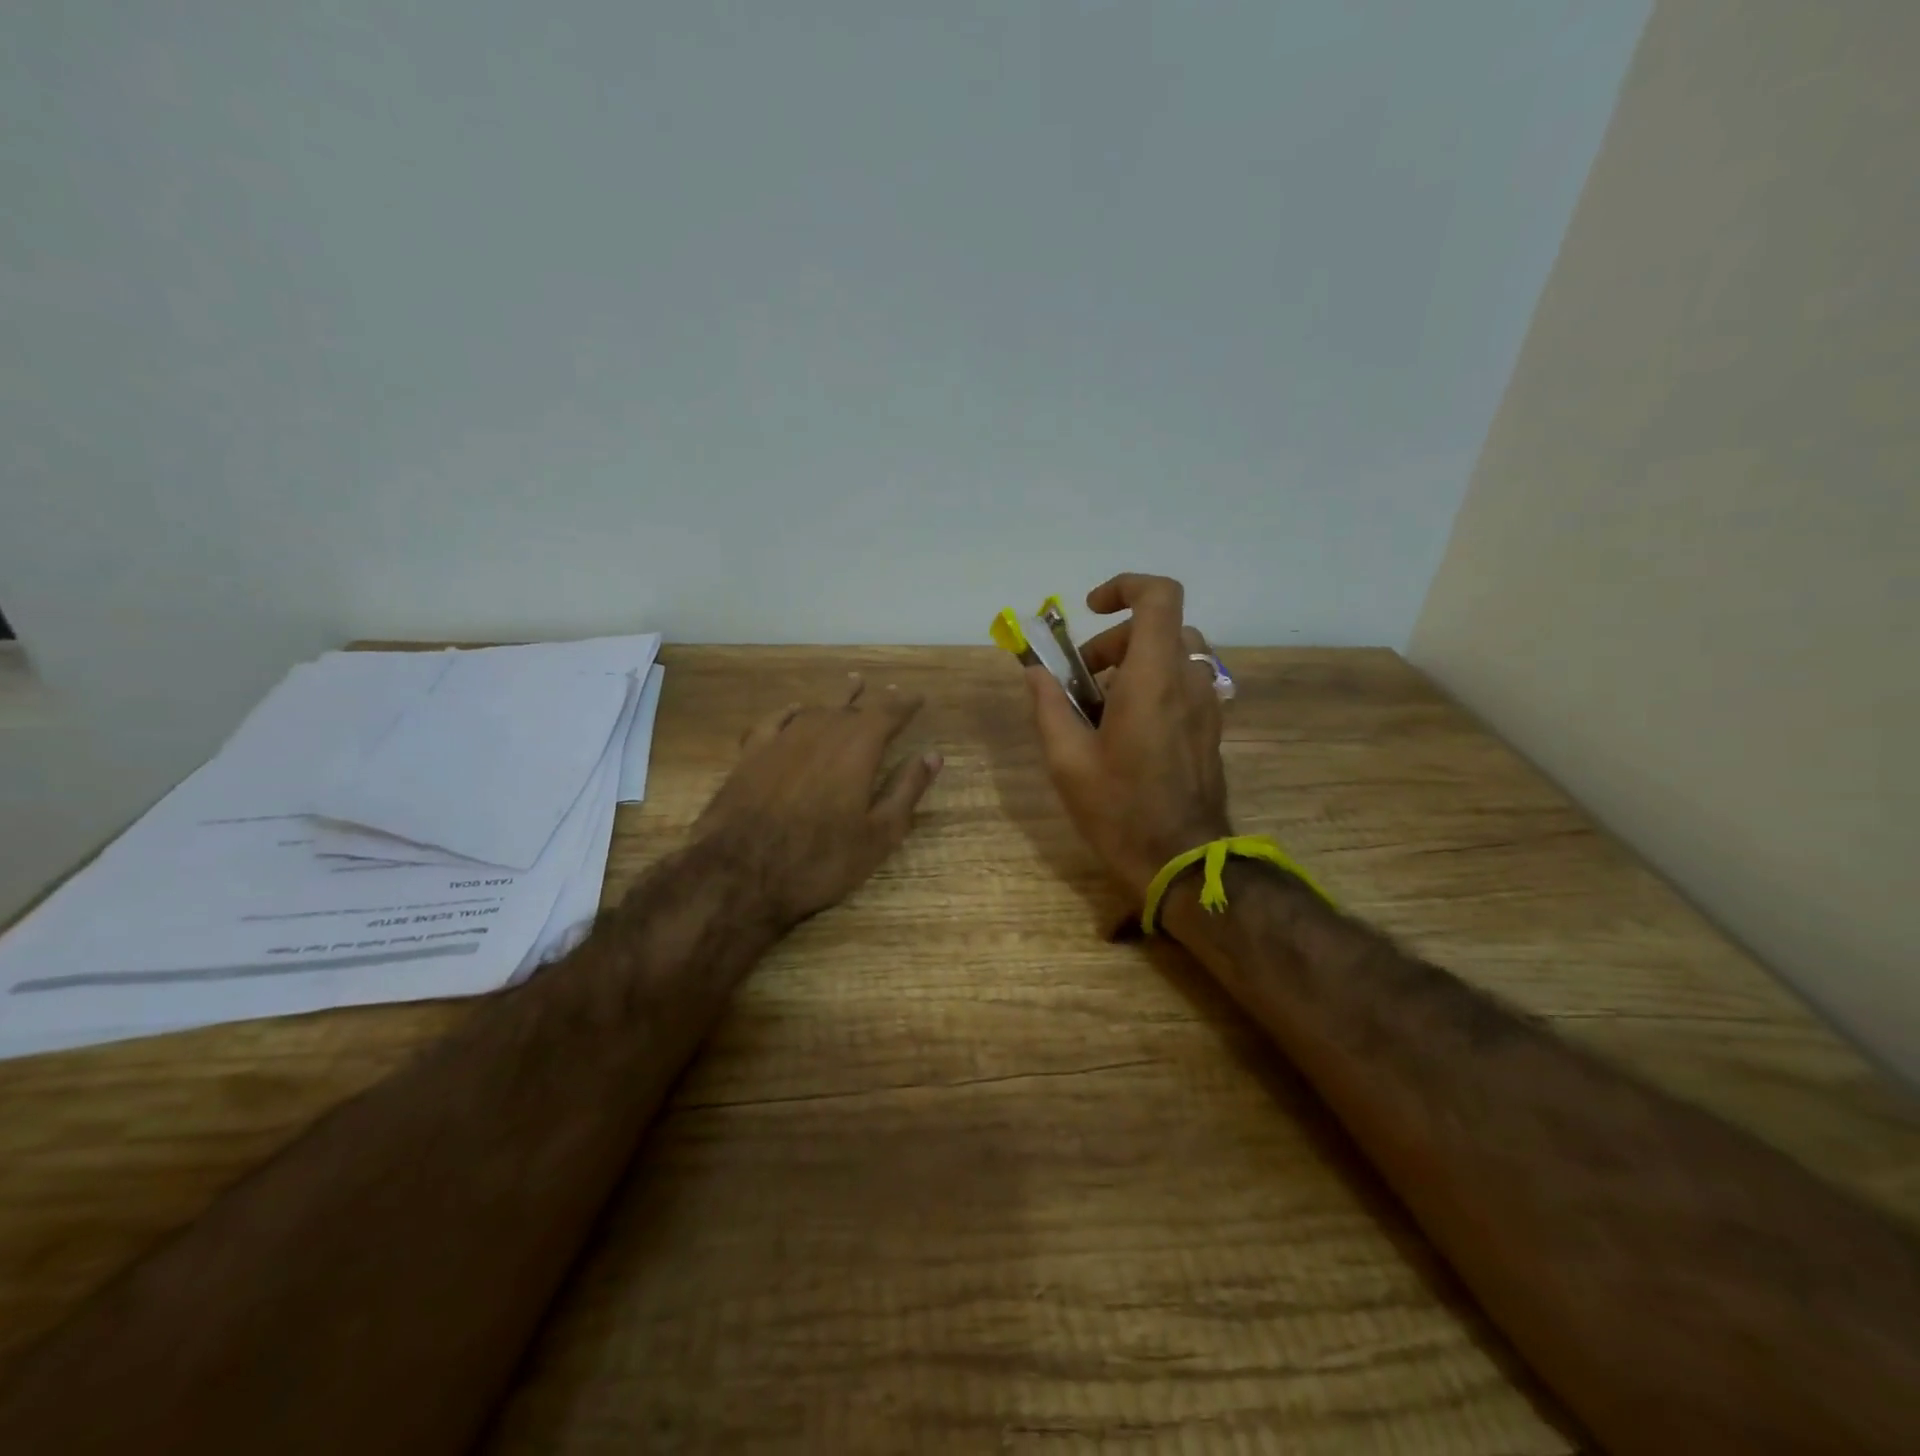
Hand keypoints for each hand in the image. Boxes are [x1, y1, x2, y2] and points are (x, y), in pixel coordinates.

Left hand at [693, 674, 942, 924]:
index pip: (888, 713)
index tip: (917, 697)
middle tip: (890, 692)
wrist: (739, 872)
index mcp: (858, 747)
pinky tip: (794, 709)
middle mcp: (822, 731)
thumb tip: (932, 755)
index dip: (905, 704)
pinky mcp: (751, 753)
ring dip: (837, 699)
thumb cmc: (820, 859)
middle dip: (875, 700)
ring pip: (816, 708)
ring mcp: (782, 739)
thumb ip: (906, 790)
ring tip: (852, 686)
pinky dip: (791, 711)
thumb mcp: (879, 834)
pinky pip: (775, 719)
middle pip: (853, 707)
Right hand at [1026, 573, 1230, 900]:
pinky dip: (1153, 684)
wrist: (1182, 861)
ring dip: (1135, 662)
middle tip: (1082, 680)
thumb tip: (1035, 672)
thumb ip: (1049, 706)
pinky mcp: (1211, 727)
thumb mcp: (1067, 760)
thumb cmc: (1119, 810)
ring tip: (1102, 706)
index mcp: (1153, 678)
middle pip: (1160, 627)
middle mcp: (1188, 680)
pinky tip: (1127, 728)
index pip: (1158, 597)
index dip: (1124, 587)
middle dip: (1115, 640)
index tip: (1090, 611)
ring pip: (1174, 654)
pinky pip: (1183, 683)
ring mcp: (1206, 704)